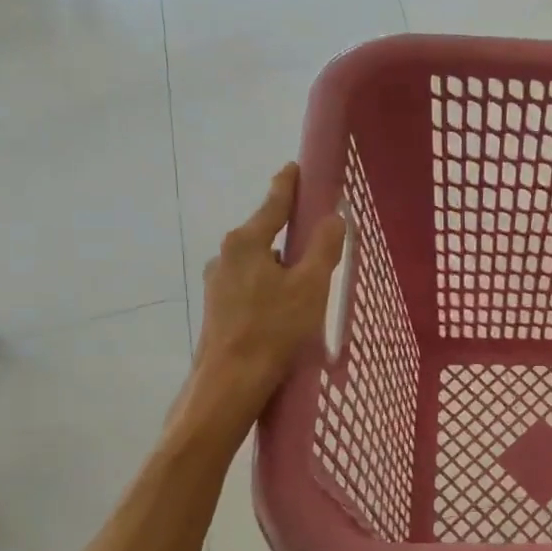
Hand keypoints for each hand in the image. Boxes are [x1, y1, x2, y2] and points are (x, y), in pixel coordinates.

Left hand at [174, 165, 344, 438]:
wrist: (229, 382)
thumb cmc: (273, 329)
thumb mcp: (311, 286)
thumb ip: (324, 247)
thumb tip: (335, 217)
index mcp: (245, 242)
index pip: (273, 204)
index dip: (288, 185)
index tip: (294, 168)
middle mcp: (225, 255)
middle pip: (264, 234)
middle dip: (288, 236)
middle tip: (315, 245)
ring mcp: (216, 283)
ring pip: (257, 263)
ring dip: (279, 268)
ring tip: (304, 289)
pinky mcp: (216, 308)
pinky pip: (249, 285)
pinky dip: (268, 288)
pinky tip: (282, 311)